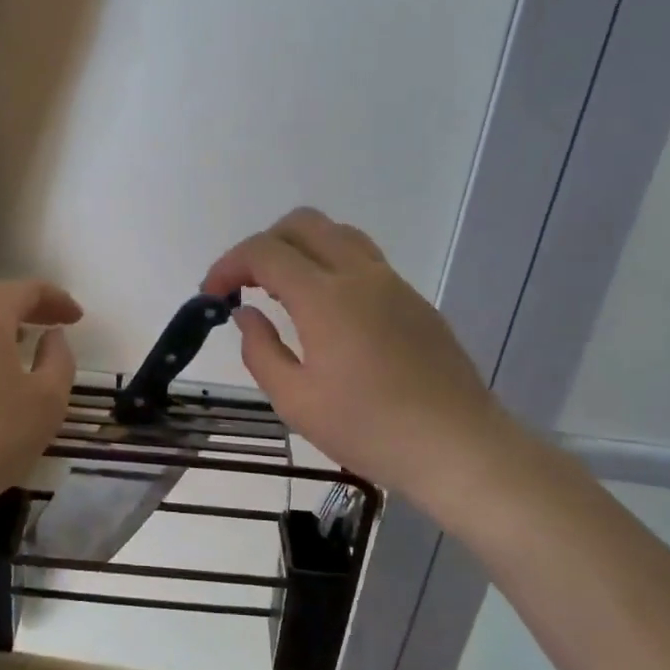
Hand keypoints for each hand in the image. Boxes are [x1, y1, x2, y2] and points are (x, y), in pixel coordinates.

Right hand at [201, 208, 506, 509]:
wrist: (457, 446)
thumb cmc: (368, 429)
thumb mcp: (296, 401)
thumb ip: (260, 350)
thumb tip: (245, 314)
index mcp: (325, 297)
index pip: (264, 252)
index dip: (228, 265)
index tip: (212, 294)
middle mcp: (360, 274)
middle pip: (303, 223)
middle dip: (263, 244)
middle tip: (245, 285)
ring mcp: (393, 283)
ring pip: (338, 234)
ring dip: (300, 249)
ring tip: (283, 293)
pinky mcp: (414, 300)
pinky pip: (363, 260)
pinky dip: (330, 265)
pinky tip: (326, 313)